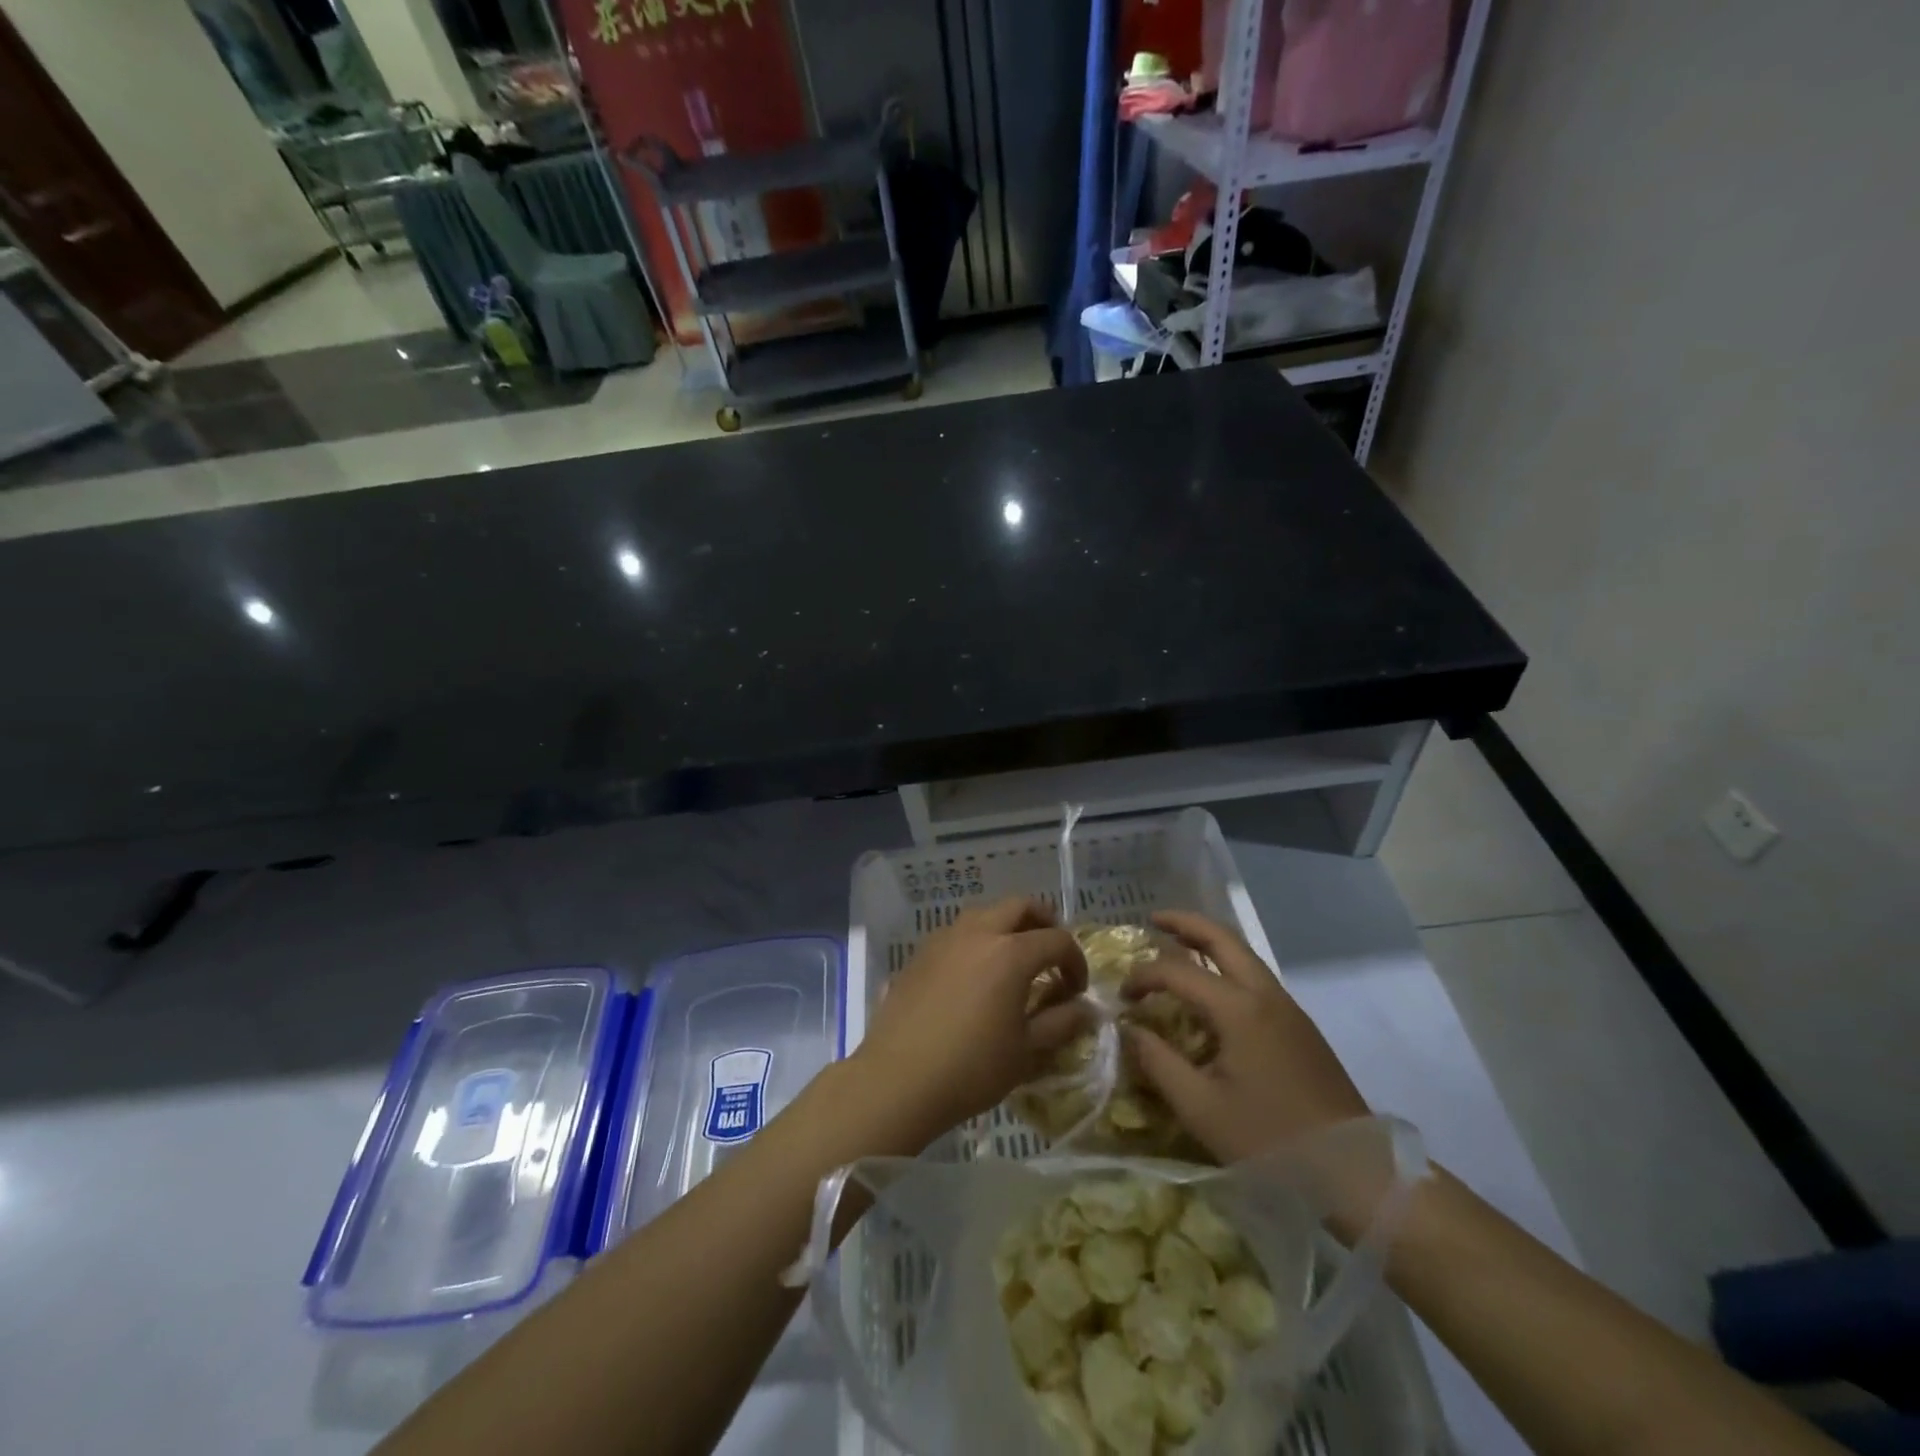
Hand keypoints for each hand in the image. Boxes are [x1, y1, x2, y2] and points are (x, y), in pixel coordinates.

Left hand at [854, 897, 1088, 1137]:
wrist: (898, 1079)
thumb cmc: (971, 1068)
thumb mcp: (1026, 1051)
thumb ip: (1060, 1023)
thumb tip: (1085, 1009)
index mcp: (1010, 953)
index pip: (1057, 940)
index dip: (1075, 961)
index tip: (1077, 990)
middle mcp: (978, 933)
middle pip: (1020, 906)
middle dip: (1044, 922)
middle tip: (1051, 953)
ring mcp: (944, 939)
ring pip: (985, 913)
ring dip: (1007, 926)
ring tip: (1013, 960)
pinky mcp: (920, 953)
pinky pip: (958, 932)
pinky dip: (977, 940)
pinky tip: (975, 973)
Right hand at [1123, 910, 1368, 1163]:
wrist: (1355, 1170)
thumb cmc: (1271, 1140)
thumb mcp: (1201, 1108)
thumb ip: (1158, 1063)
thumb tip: (1130, 1029)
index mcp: (1239, 1009)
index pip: (1178, 972)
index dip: (1143, 977)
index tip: (1122, 997)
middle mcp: (1265, 994)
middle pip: (1222, 938)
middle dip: (1185, 923)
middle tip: (1153, 919)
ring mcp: (1288, 1008)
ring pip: (1244, 954)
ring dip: (1209, 941)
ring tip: (1178, 944)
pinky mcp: (1300, 1026)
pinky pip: (1256, 976)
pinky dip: (1227, 965)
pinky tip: (1213, 988)